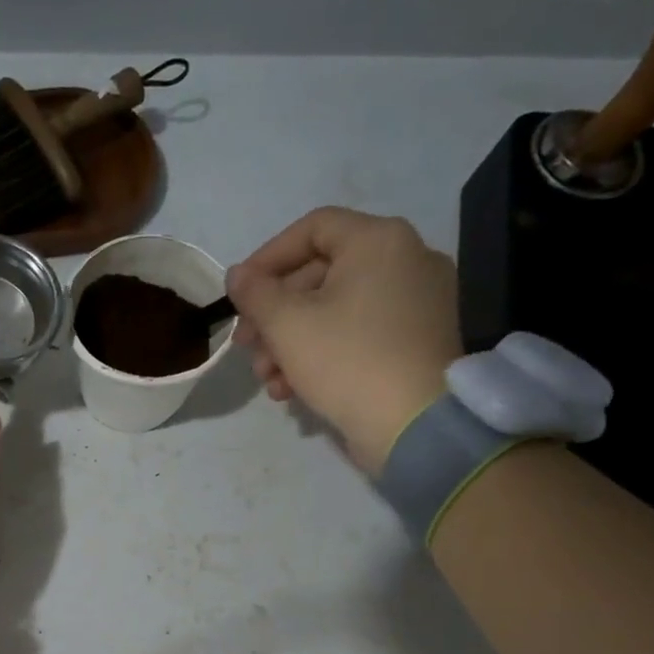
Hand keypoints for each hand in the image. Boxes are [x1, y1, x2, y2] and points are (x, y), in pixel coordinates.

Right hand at [228, 208, 462, 473]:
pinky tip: (293, 389)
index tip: (239, 294)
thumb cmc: (346, 360)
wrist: (414, 424)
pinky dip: (322, 353)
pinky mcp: (415, 341)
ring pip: (334, 310)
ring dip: (290, 341)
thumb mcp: (286, 324)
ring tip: (268, 378)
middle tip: (246, 346)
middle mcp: (405, 260)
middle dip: (273, 314)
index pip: (312, 228)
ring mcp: (416, 302)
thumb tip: (237, 275)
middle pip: (320, 274)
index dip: (267, 258)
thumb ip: (255, 293)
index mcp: (379, 241)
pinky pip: (358, 333)